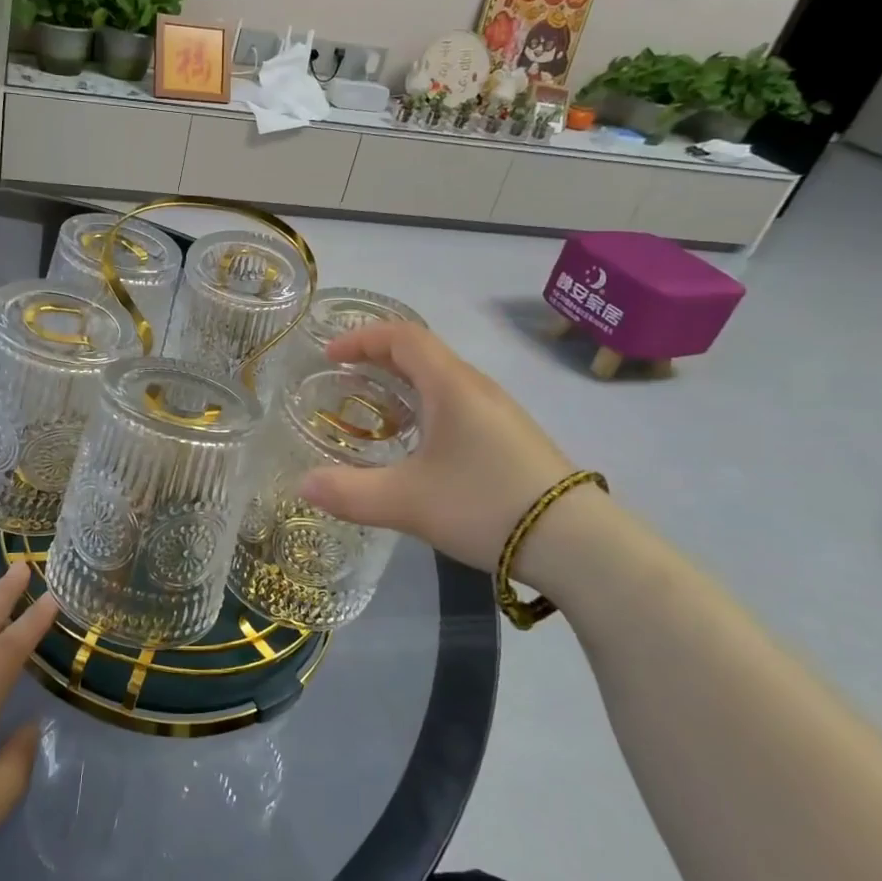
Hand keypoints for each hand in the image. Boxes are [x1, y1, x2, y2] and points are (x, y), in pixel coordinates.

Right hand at [298, 323, 581, 573]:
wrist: (579, 544)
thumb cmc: (486, 506)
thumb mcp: (407, 503)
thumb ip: (349, 493)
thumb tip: (302, 485)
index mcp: (451, 386)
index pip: (402, 336)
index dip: (362, 338)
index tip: (329, 356)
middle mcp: (476, 388)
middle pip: (422, 352)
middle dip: (377, 358)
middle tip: (342, 378)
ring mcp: (499, 412)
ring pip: (441, 379)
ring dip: (402, 382)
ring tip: (373, 409)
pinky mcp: (511, 438)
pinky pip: (457, 403)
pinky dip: (424, 405)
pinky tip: (417, 444)